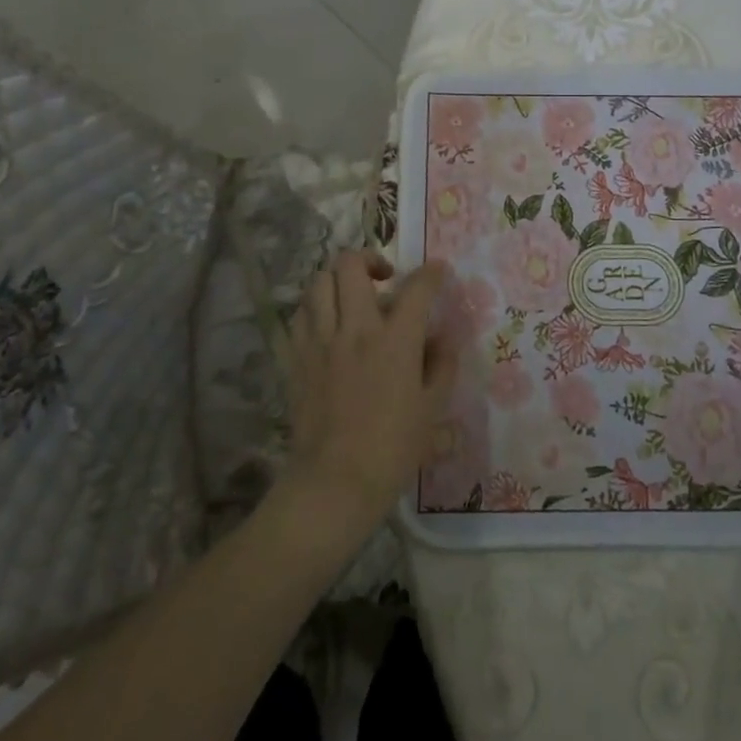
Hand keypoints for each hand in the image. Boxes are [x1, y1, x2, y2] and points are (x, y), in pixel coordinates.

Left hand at [275, 251, 453, 551]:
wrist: (335, 481)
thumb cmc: (392, 449)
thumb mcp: (432, 410)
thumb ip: (441, 366)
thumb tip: (442, 338)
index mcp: (395, 340)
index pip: (416, 288)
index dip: (430, 273)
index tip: (437, 271)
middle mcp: (355, 328)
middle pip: (351, 265)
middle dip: (370, 258)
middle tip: (384, 277)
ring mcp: (321, 340)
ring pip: (319, 282)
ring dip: (338, 279)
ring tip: (352, 295)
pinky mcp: (297, 357)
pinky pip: (301, 314)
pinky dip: (316, 306)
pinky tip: (328, 322)